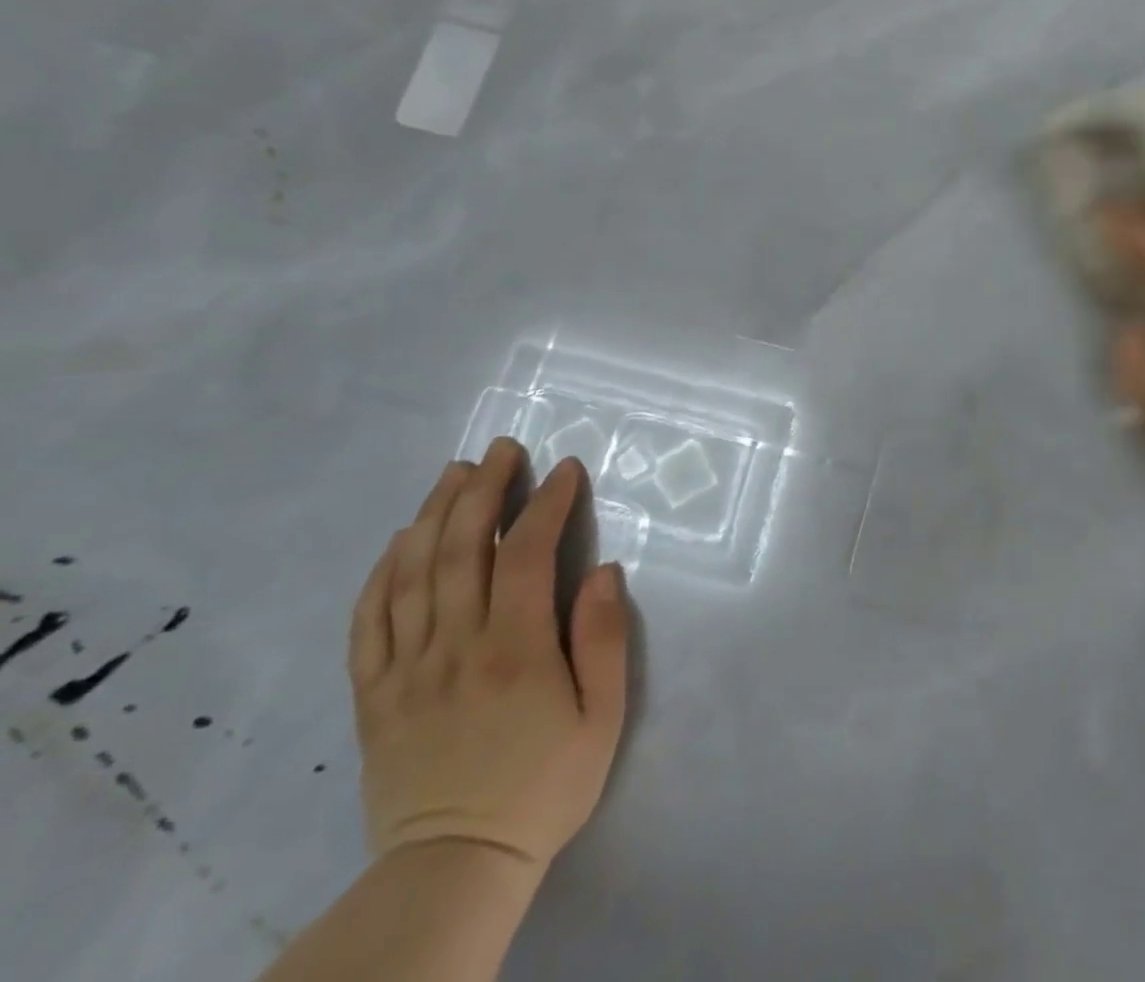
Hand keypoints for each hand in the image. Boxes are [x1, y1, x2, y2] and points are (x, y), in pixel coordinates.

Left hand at [348, 438, 629, 874]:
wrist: (454, 867)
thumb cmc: (544, 786)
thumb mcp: (603, 717)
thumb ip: (603, 639)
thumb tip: (601, 569)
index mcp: (515, 649)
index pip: (525, 554)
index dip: (546, 503)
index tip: (564, 469)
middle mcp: (455, 647)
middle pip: (459, 549)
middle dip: (483, 489)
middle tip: (501, 450)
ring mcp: (406, 669)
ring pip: (411, 573)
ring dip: (434, 514)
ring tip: (455, 472)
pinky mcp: (374, 695)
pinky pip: (369, 621)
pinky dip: (382, 571)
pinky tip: (400, 539)